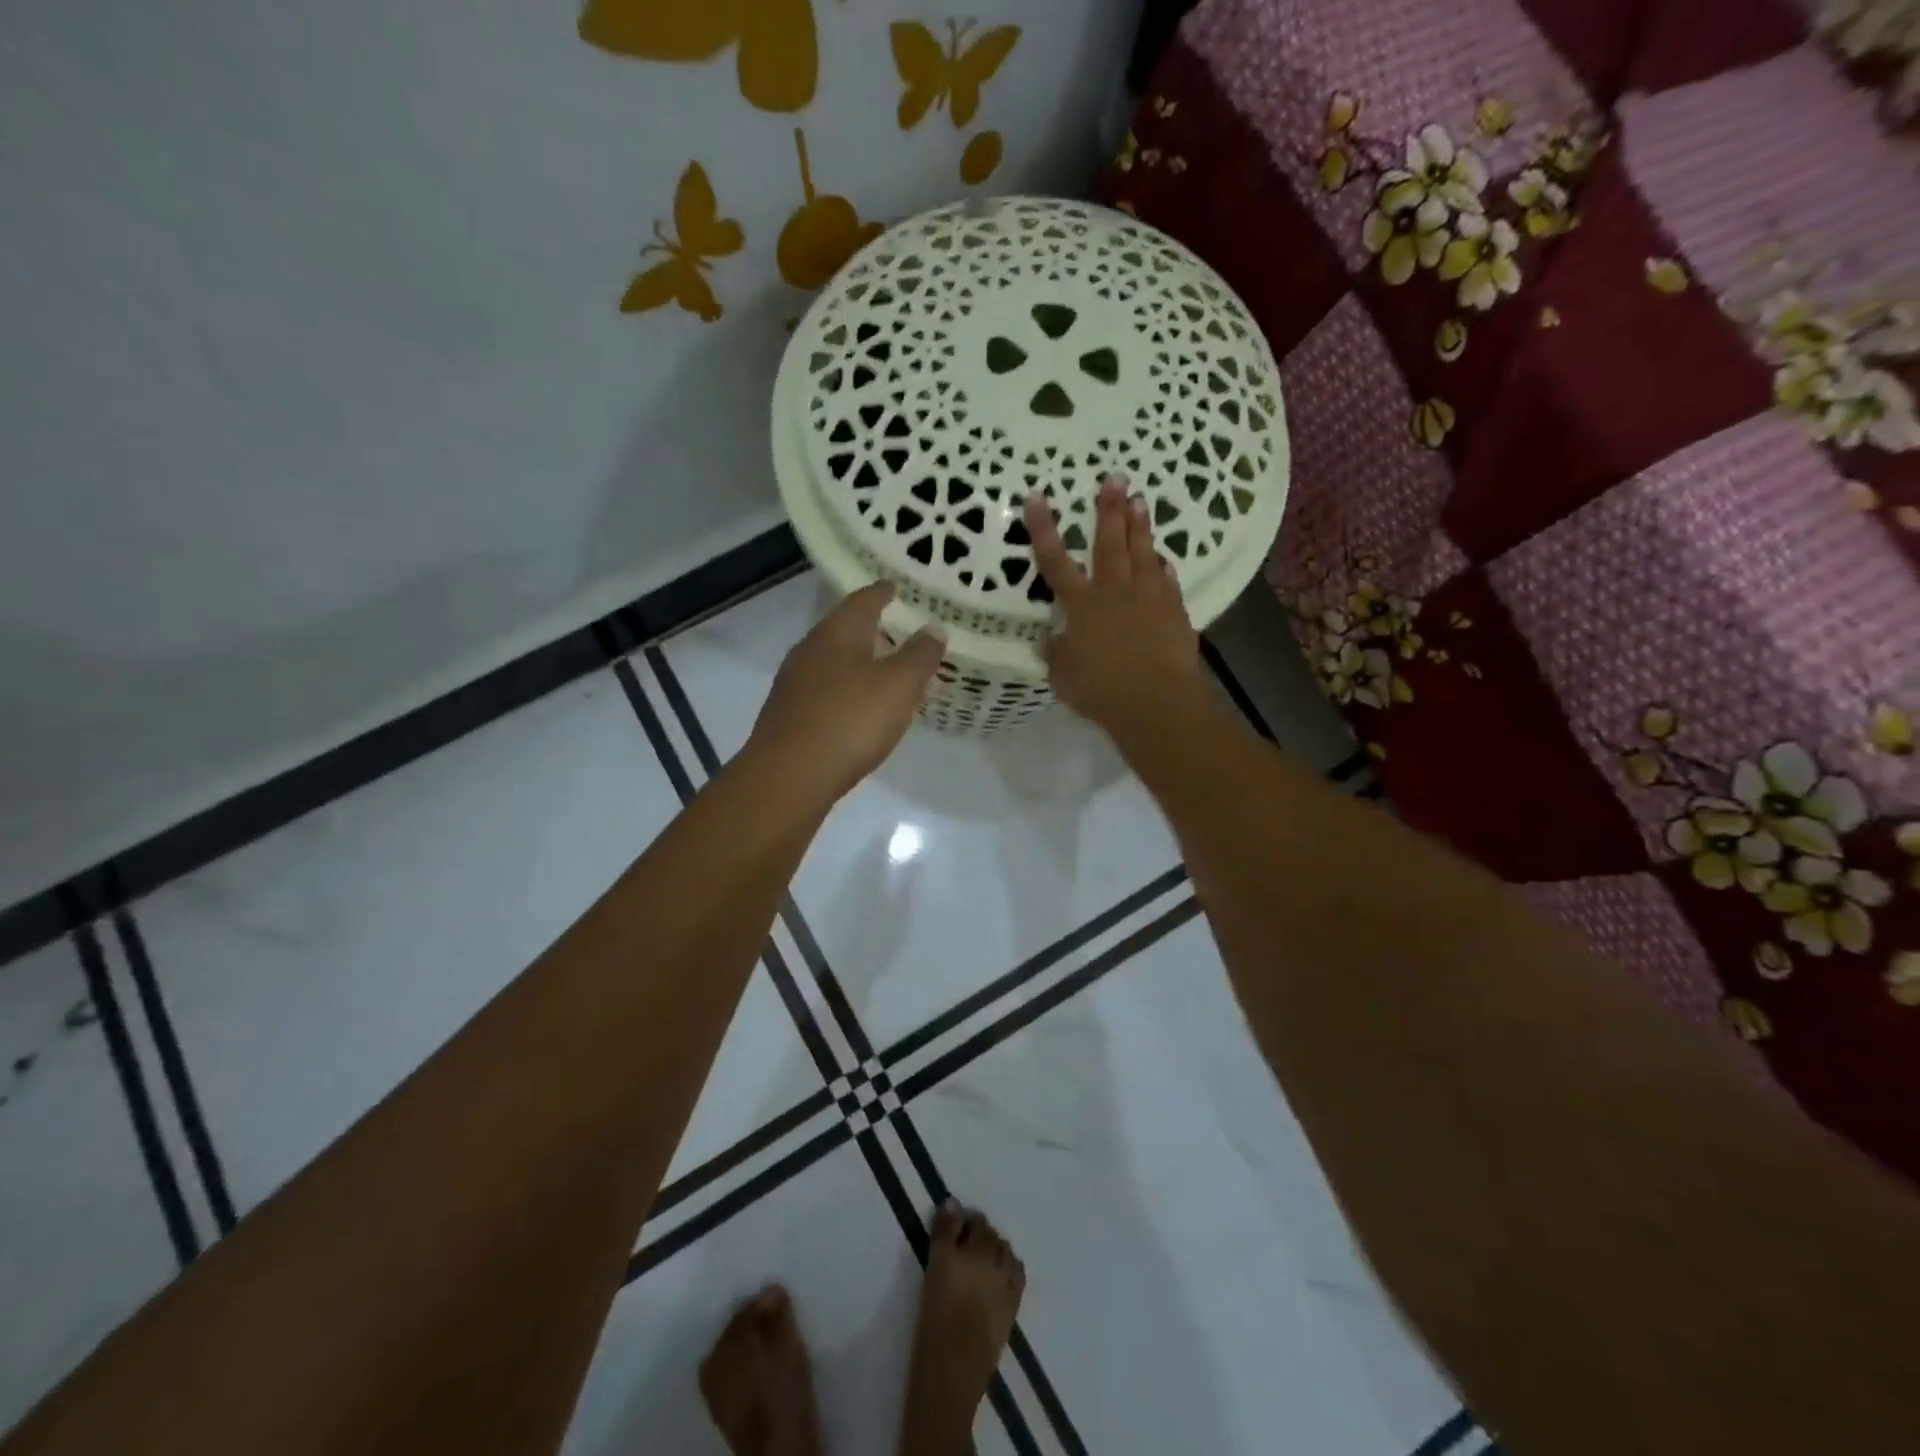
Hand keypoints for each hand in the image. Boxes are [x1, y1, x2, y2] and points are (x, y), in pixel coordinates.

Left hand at [744, 582, 944, 803]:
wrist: (789, 777)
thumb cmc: (850, 720)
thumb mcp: (899, 685)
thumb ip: (920, 655)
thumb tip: (934, 628)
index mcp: (837, 632)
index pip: (864, 599)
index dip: (885, 593)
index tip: (899, 588)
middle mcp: (811, 649)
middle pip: (849, 631)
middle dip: (879, 632)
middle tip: (907, 635)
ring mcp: (796, 684)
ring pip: (839, 664)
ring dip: (867, 666)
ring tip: (895, 677)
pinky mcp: (791, 715)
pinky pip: (830, 692)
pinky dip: (853, 693)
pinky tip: (867, 711)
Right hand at [1026, 476, 1203, 731]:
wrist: (1156, 701)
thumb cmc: (1101, 689)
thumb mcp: (1063, 676)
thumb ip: (1056, 653)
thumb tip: (1050, 640)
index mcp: (1082, 605)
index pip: (1056, 561)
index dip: (1043, 528)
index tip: (1036, 497)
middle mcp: (1115, 591)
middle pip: (1109, 543)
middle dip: (1108, 509)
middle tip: (1114, 477)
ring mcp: (1148, 598)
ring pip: (1143, 553)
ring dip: (1140, 525)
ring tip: (1140, 499)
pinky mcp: (1174, 611)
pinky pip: (1167, 580)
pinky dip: (1162, 566)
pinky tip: (1161, 558)